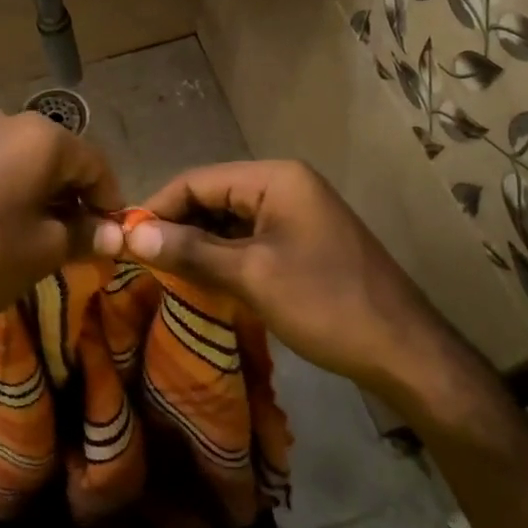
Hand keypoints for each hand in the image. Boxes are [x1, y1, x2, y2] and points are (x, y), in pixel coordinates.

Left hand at [0, 109, 120, 357]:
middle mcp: (4, 119)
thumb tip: (115, 235)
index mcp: (39, 136)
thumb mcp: (42, 252)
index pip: (94, 164)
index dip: (108, 200)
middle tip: (77, 237)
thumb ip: (84, 235)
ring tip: (36, 231)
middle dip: (71, 194)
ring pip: (19, 158)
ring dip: (37, 189)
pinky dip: (3, 186)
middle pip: (56, 155)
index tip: (112, 234)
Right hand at [95, 160, 446, 389]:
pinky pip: (250, 236)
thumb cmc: (325, 303)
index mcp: (274, 178)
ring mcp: (296, 211)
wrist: (404, 350)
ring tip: (164, 271)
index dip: (158, 207)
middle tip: (140, 259)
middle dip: (177, 225)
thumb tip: (131, 234)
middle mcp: (285, 184)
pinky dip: (224, 253)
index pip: (197, 180)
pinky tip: (202, 277)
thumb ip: (190, 251)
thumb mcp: (251, 276)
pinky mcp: (302, 238)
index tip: (123, 238)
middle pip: (213, 195)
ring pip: (229, 218)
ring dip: (199, 242)